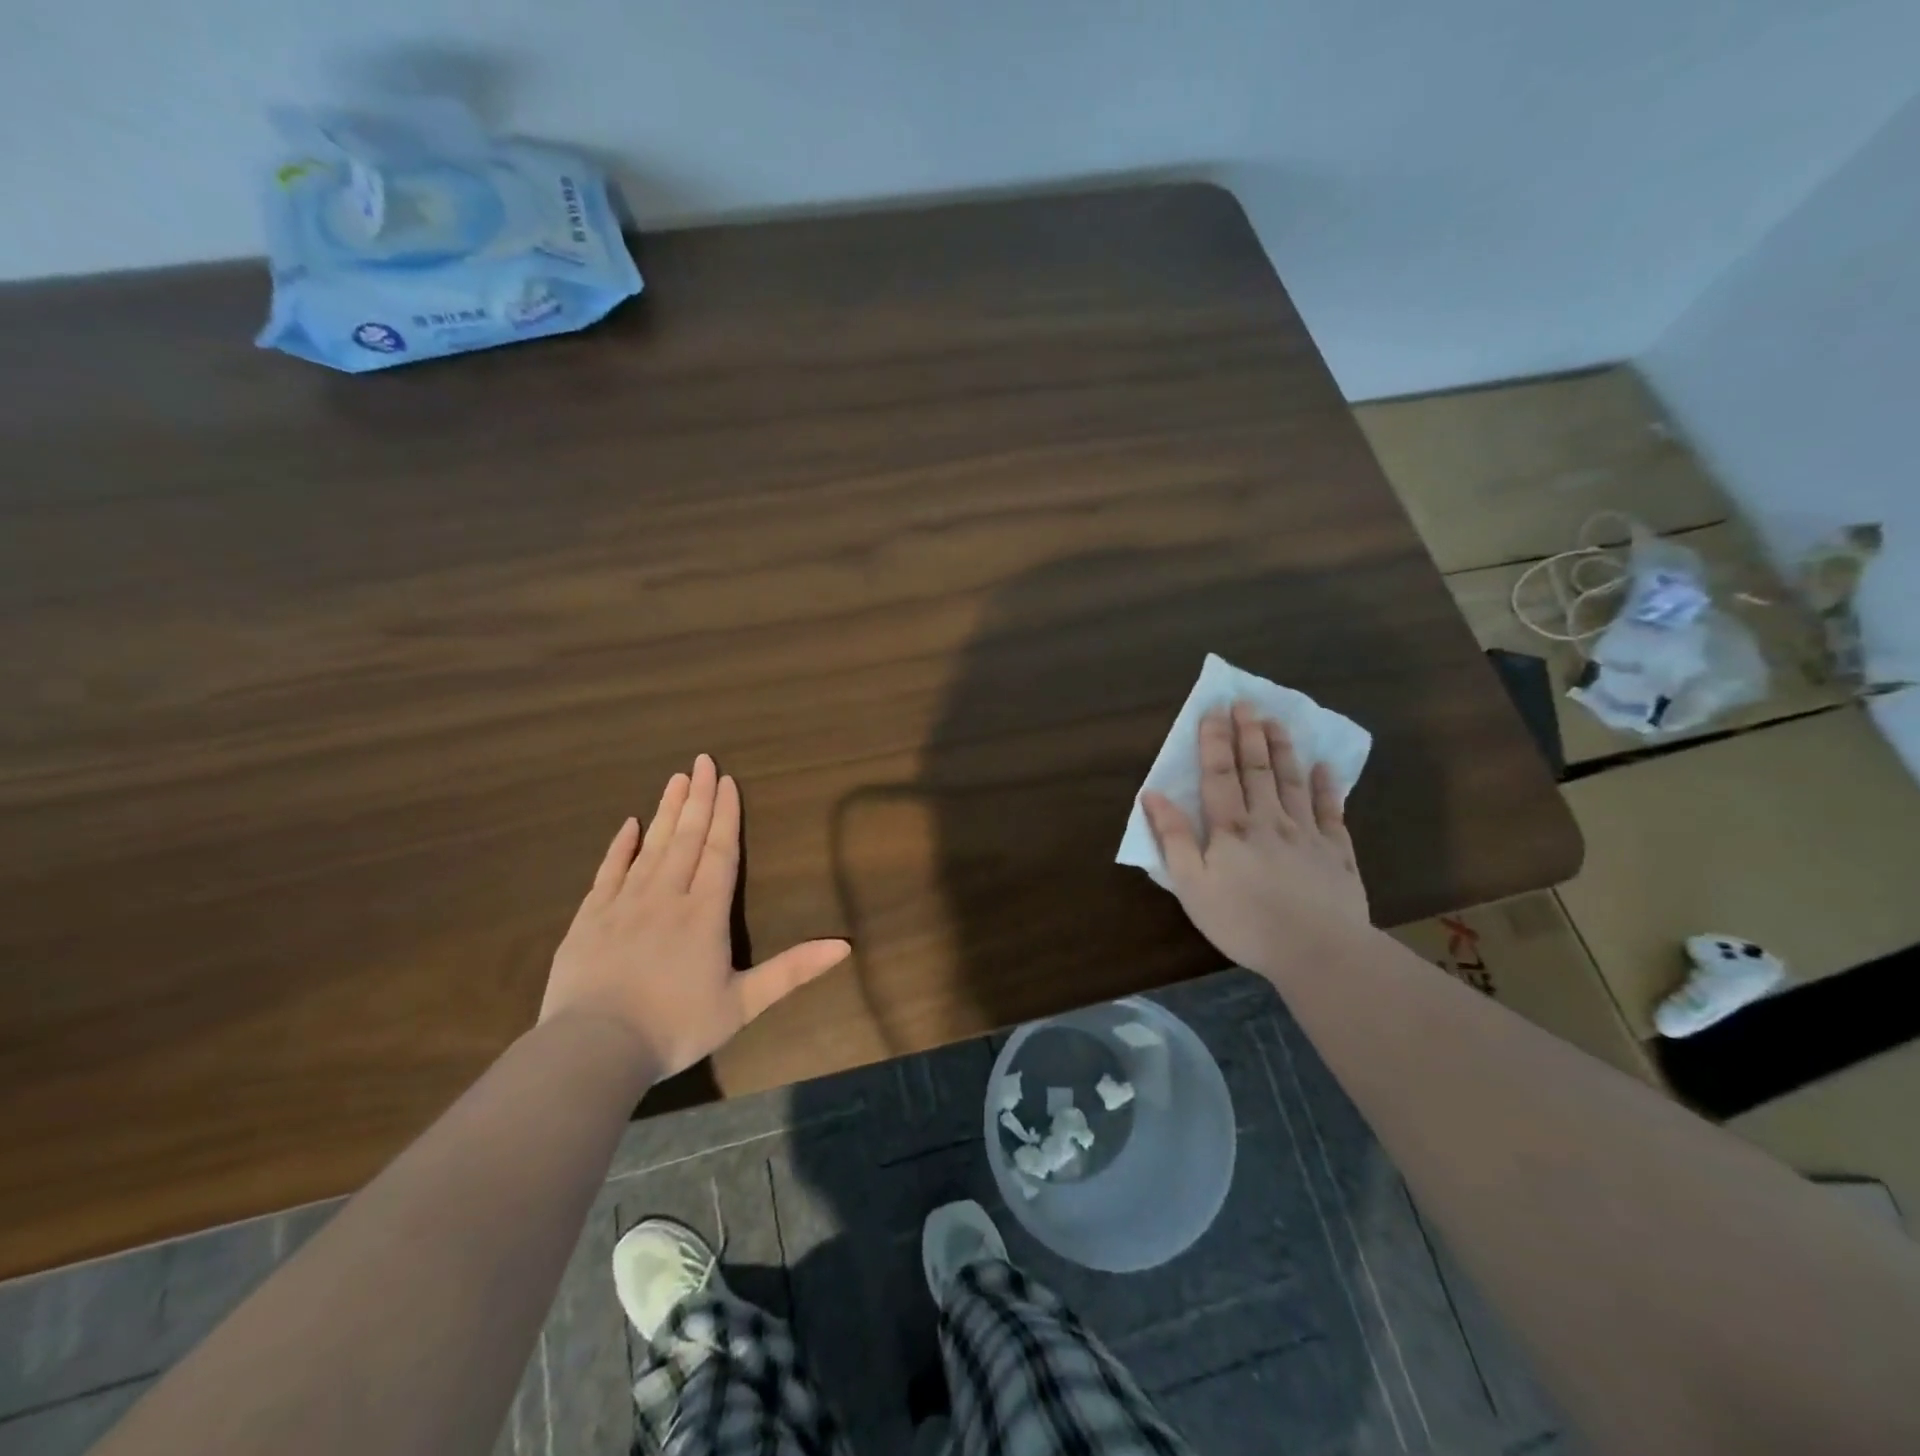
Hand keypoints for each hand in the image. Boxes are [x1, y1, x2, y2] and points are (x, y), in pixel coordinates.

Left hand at [540, 754, 851, 1079]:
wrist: (594, 1050)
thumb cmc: (675, 1027)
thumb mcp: (743, 1004)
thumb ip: (792, 971)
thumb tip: (844, 946)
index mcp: (704, 914)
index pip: (720, 852)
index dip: (727, 816)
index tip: (728, 781)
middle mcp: (666, 896)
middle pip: (686, 838)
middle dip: (698, 799)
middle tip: (702, 761)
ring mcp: (624, 904)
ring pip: (650, 847)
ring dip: (666, 812)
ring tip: (676, 779)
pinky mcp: (590, 918)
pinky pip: (608, 871)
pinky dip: (620, 846)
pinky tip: (628, 825)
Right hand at [1141, 701, 1369, 980]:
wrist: (1318, 951)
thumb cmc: (1243, 922)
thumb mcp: (1192, 886)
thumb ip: (1174, 838)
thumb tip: (1154, 795)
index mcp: (1231, 828)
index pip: (1219, 774)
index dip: (1215, 741)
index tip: (1213, 710)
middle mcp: (1269, 820)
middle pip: (1257, 769)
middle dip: (1249, 733)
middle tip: (1246, 702)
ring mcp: (1307, 833)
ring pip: (1293, 781)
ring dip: (1282, 749)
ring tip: (1277, 721)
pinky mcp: (1338, 852)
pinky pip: (1332, 811)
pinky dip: (1327, 786)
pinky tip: (1325, 767)